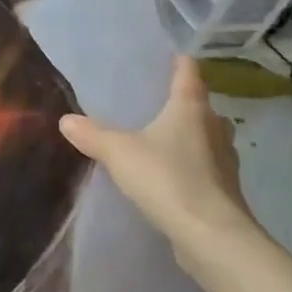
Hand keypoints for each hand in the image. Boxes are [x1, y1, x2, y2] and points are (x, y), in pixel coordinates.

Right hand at [59, 56, 261, 271]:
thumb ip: (92, 134)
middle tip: (158, 102)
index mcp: (191, 108)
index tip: (171, 55)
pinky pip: (206, 167)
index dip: (180, 61)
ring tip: (162, 139)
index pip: (189, 72)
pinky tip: (172, 175)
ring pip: (207, 138)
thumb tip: (66, 120)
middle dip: (184, 103)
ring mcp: (225, 161)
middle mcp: (214, 128)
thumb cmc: (167, 178)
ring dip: (190, 136)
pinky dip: (192, 165)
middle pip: (202, 106)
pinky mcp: (225, 191)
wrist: (211, 236)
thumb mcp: (119, 152)